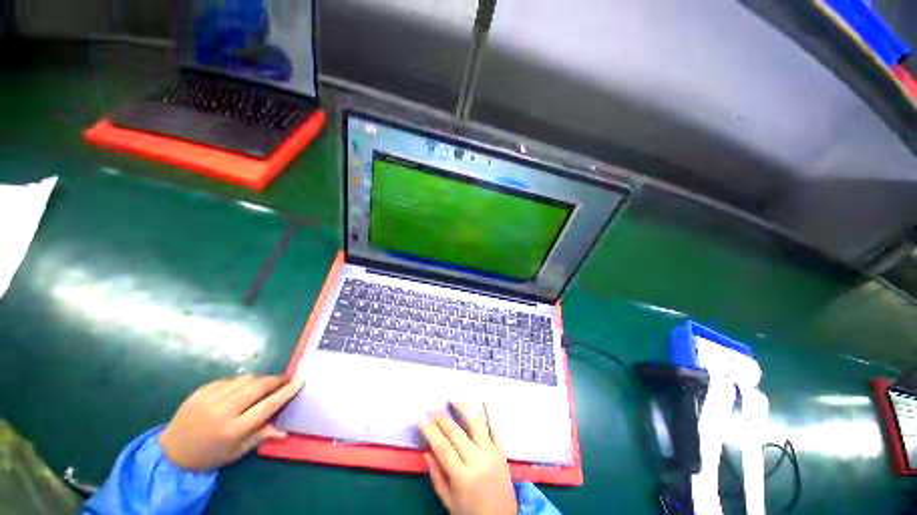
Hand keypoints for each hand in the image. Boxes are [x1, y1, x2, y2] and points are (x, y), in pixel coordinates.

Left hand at [159, 374, 302, 470]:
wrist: (172, 451)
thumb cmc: (209, 455)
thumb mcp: (237, 451)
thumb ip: (260, 436)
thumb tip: (285, 431)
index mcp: (233, 429)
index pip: (267, 405)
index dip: (286, 391)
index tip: (300, 380)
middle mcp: (223, 410)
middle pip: (258, 386)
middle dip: (276, 380)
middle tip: (286, 379)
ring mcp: (211, 397)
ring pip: (245, 379)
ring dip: (260, 379)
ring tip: (266, 384)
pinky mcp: (203, 390)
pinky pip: (230, 380)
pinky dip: (242, 382)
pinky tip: (243, 388)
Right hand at [419, 402, 517, 514]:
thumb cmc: (471, 514)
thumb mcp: (449, 502)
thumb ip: (436, 476)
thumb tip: (426, 451)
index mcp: (463, 477)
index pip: (442, 448)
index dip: (430, 431)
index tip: (421, 419)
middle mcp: (478, 460)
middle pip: (457, 433)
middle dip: (442, 418)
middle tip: (431, 410)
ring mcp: (491, 453)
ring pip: (476, 424)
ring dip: (464, 408)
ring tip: (453, 399)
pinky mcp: (501, 451)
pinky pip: (495, 428)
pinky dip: (490, 413)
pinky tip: (483, 401)